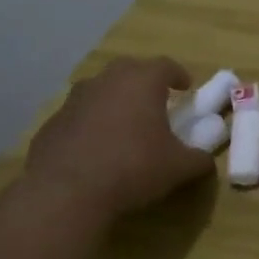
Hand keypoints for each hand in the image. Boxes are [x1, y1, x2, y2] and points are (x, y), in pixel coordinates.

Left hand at [20, 56, 215, 219]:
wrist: (66, 193)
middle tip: (155, 102)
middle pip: (129, 69)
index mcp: (142, 81)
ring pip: (100, 90)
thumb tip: (206, 160)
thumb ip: (198, 160)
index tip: (185, 88)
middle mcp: (107, 80)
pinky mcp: (52, 123)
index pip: (166, 65)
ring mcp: (74, 99)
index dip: (178, 75)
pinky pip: (78, 116)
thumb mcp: (178, 168)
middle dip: (144, 82)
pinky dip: (90, 124)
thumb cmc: (133, 168)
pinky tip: (95, 149)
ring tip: (124, 125)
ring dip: (114, 101)